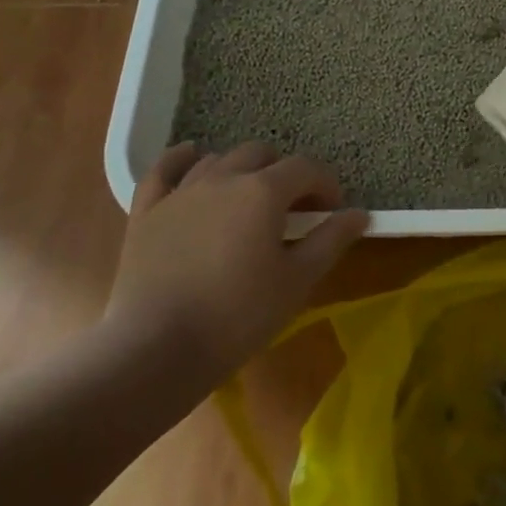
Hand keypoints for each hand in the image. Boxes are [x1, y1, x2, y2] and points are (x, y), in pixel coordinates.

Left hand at [106, 141, 369, 380]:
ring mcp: (181, 192)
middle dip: (283, 174)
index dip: (325, 185)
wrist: (155, 351)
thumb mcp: (297, 282)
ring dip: (241, 171)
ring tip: (248, 201)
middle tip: (292, 209)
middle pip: (262, 154)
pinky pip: (163, 170)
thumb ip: (330, 241)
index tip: (332, 212)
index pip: (306, 168)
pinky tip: (192, 157)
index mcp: (263, 191)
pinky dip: (181, 159)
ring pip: (218, 160)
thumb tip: (358, 214)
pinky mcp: (147, 212)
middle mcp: (223, 178)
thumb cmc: (237, 317)